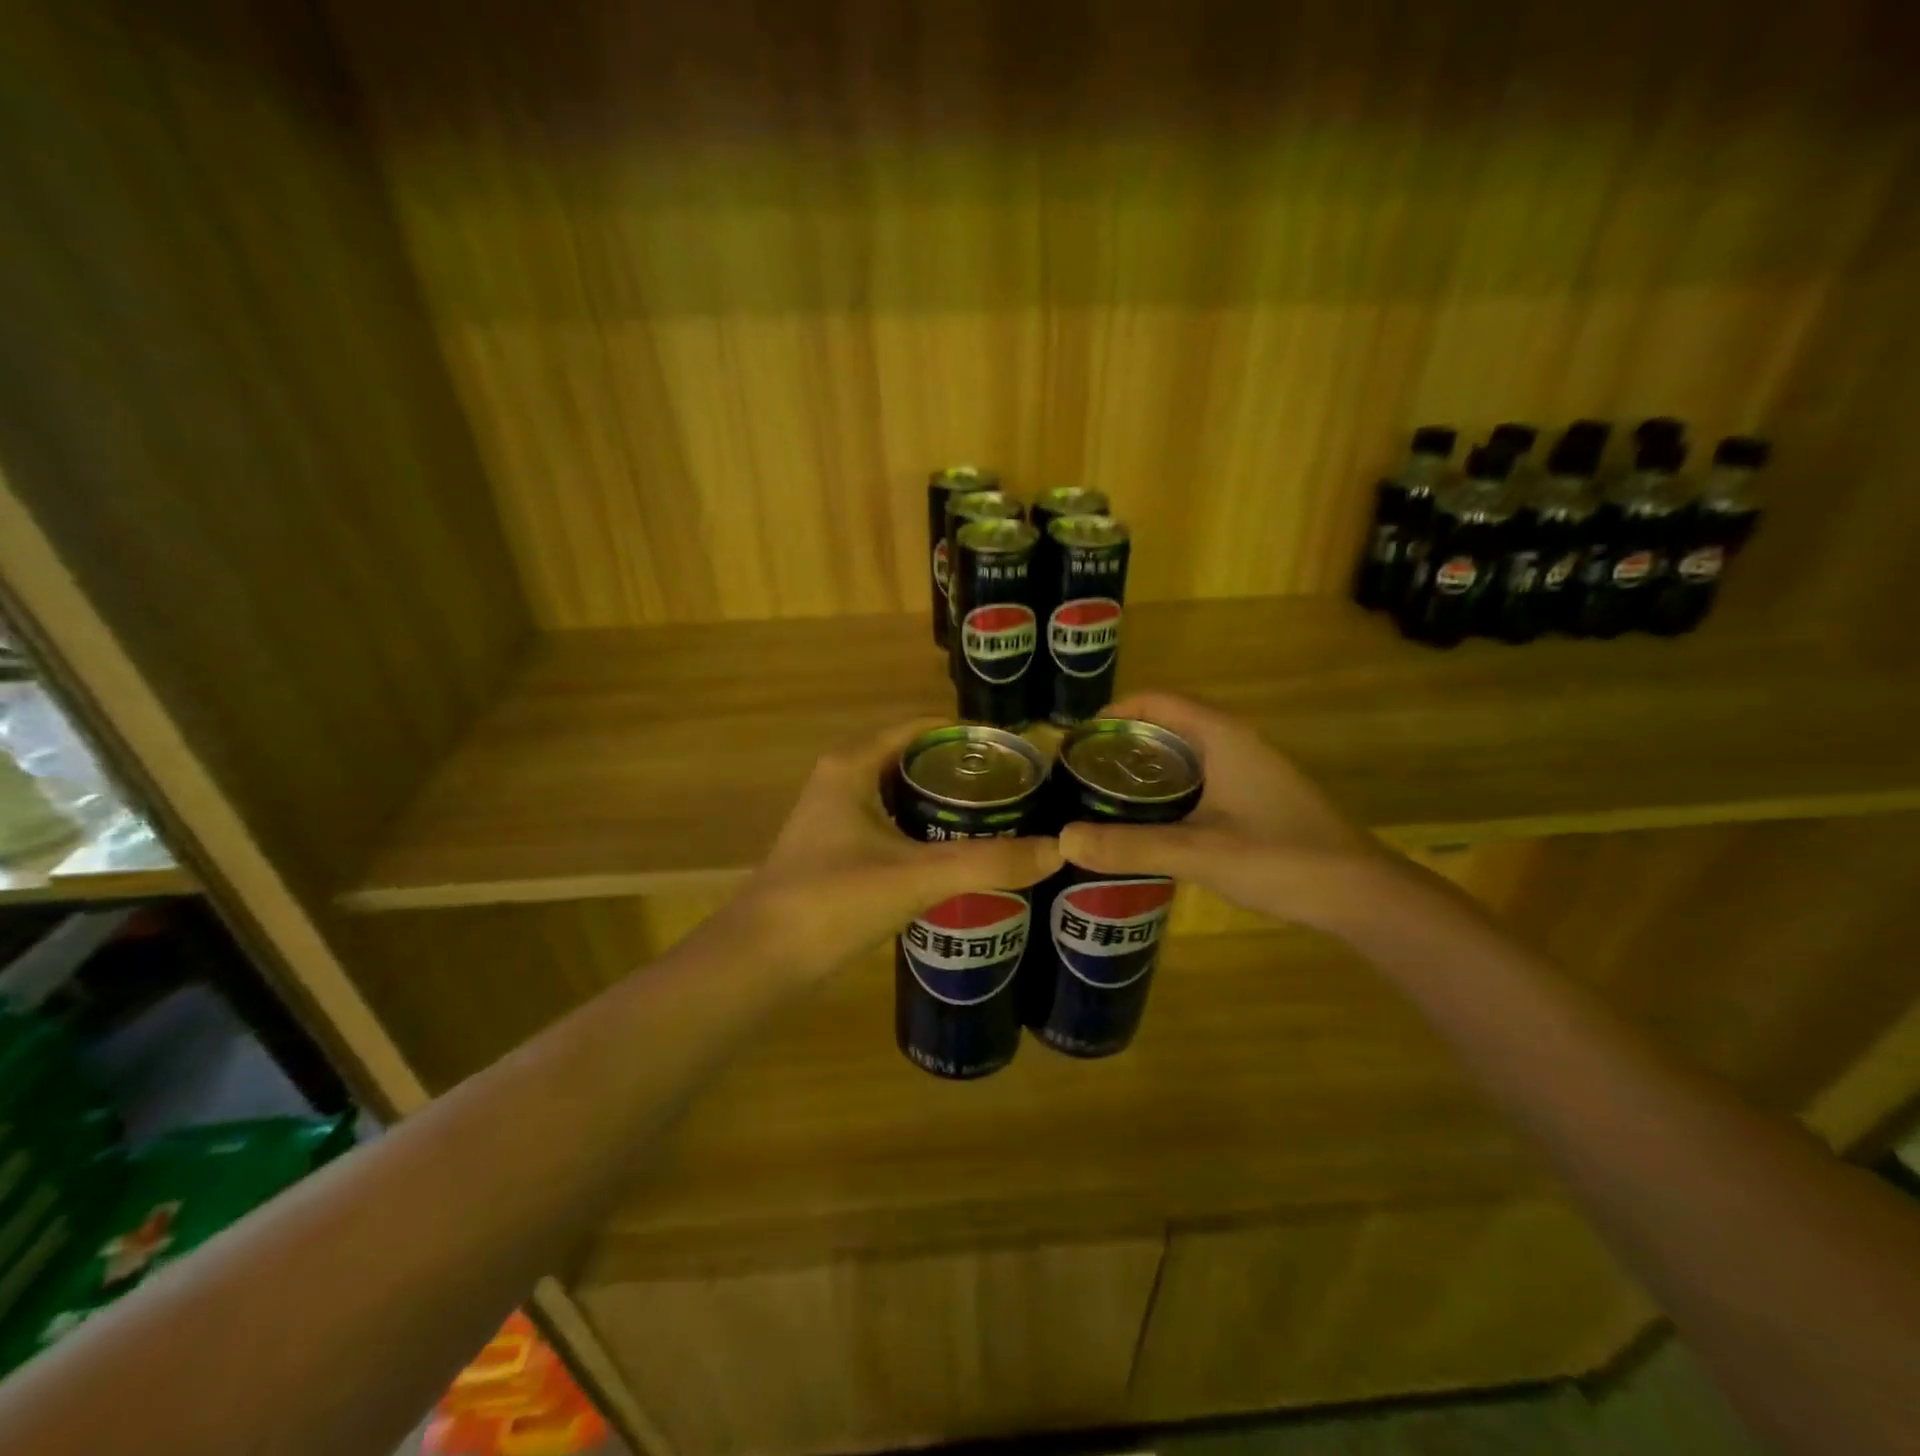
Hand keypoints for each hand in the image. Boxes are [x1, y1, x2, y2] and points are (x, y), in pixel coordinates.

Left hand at [724, 720, 1062, 980]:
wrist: (761, 960)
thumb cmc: (833, 900)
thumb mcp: (916, 876)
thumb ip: (987, 863)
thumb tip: (1058, 850)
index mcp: (854, 764)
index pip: (921, 728)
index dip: (968, 736)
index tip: (1016, 754)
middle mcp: (842, 779)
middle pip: (913, 760)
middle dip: (962, 773)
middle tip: (1018, 791)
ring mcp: (836, 817)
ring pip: (902, 795)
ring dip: (944, 804)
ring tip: (1000, 820)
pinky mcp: (837, 851)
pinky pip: (892, 825)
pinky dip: (925, 831)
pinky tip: (959, 855)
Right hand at [1057, 693, 1392, 929]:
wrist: (1360, 895)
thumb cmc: (1281, 859)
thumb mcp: (1198, 853)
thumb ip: (1130, 846)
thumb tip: (1063, 840)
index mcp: (1221, 736)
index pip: (1156, 701)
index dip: (1113, 712)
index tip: (1076, 741)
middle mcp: (1235, 741)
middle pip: (1167, 724)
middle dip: (1122, 743)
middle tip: (1081, 774)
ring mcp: (1249, 768)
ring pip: (1184, 753)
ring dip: (1145, 767)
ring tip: (1103, 796)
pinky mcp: (1256, 795)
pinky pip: (1200, 776)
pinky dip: (1168, 787)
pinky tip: (1150, 821)